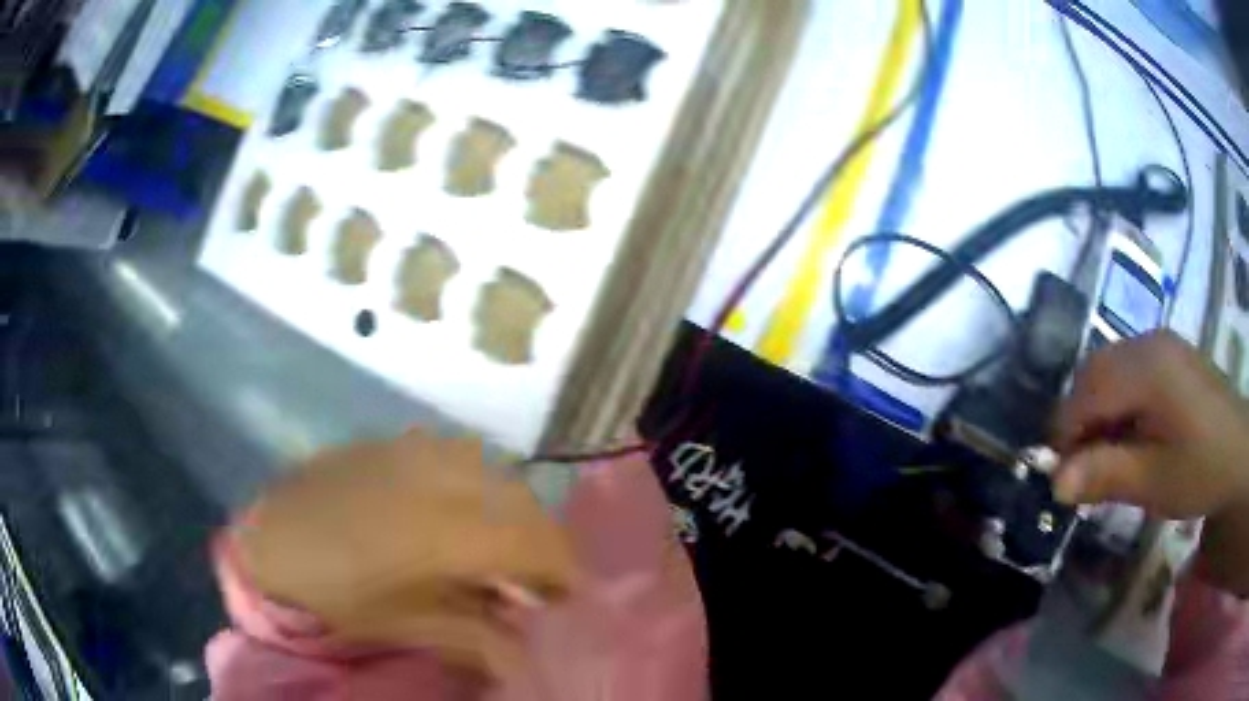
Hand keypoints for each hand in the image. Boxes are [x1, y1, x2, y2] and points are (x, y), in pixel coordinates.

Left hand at [235, 429, 575, 674]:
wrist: (269, 538)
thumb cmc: (331, 594)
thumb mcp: (403, 623)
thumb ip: (473, 633)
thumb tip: (528, 650)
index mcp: (437, 529)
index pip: (530, 541)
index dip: (562, 570)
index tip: (569, 601)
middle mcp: (435, 476)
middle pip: (522, 503)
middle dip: (545, 545)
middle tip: (539, 586)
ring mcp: (415, 450)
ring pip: (497, 476)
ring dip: (515, 516)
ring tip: (505, 556)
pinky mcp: (397, 442)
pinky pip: (464, 460)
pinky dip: (483, 491)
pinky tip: (466, 521)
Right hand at [1053, 331, 1248, 518]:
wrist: (1239, 450)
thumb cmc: (1203, 468)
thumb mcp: (1156, 482)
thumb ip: (1106, 475)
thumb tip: (1055, 483)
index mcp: (1147, 368)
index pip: (1085, 393)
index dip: (1065, 437)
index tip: (1062, 482)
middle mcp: (1148, 342)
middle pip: (1092, 374)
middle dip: (1078, 423)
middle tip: (1083, 473)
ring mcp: (1160, 344)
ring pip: (1107, 370)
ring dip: (1097, 413)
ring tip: (1107, 458)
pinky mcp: (1168, 355)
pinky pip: (1127, 371)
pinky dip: (1117, 404)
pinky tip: (1130, 436)